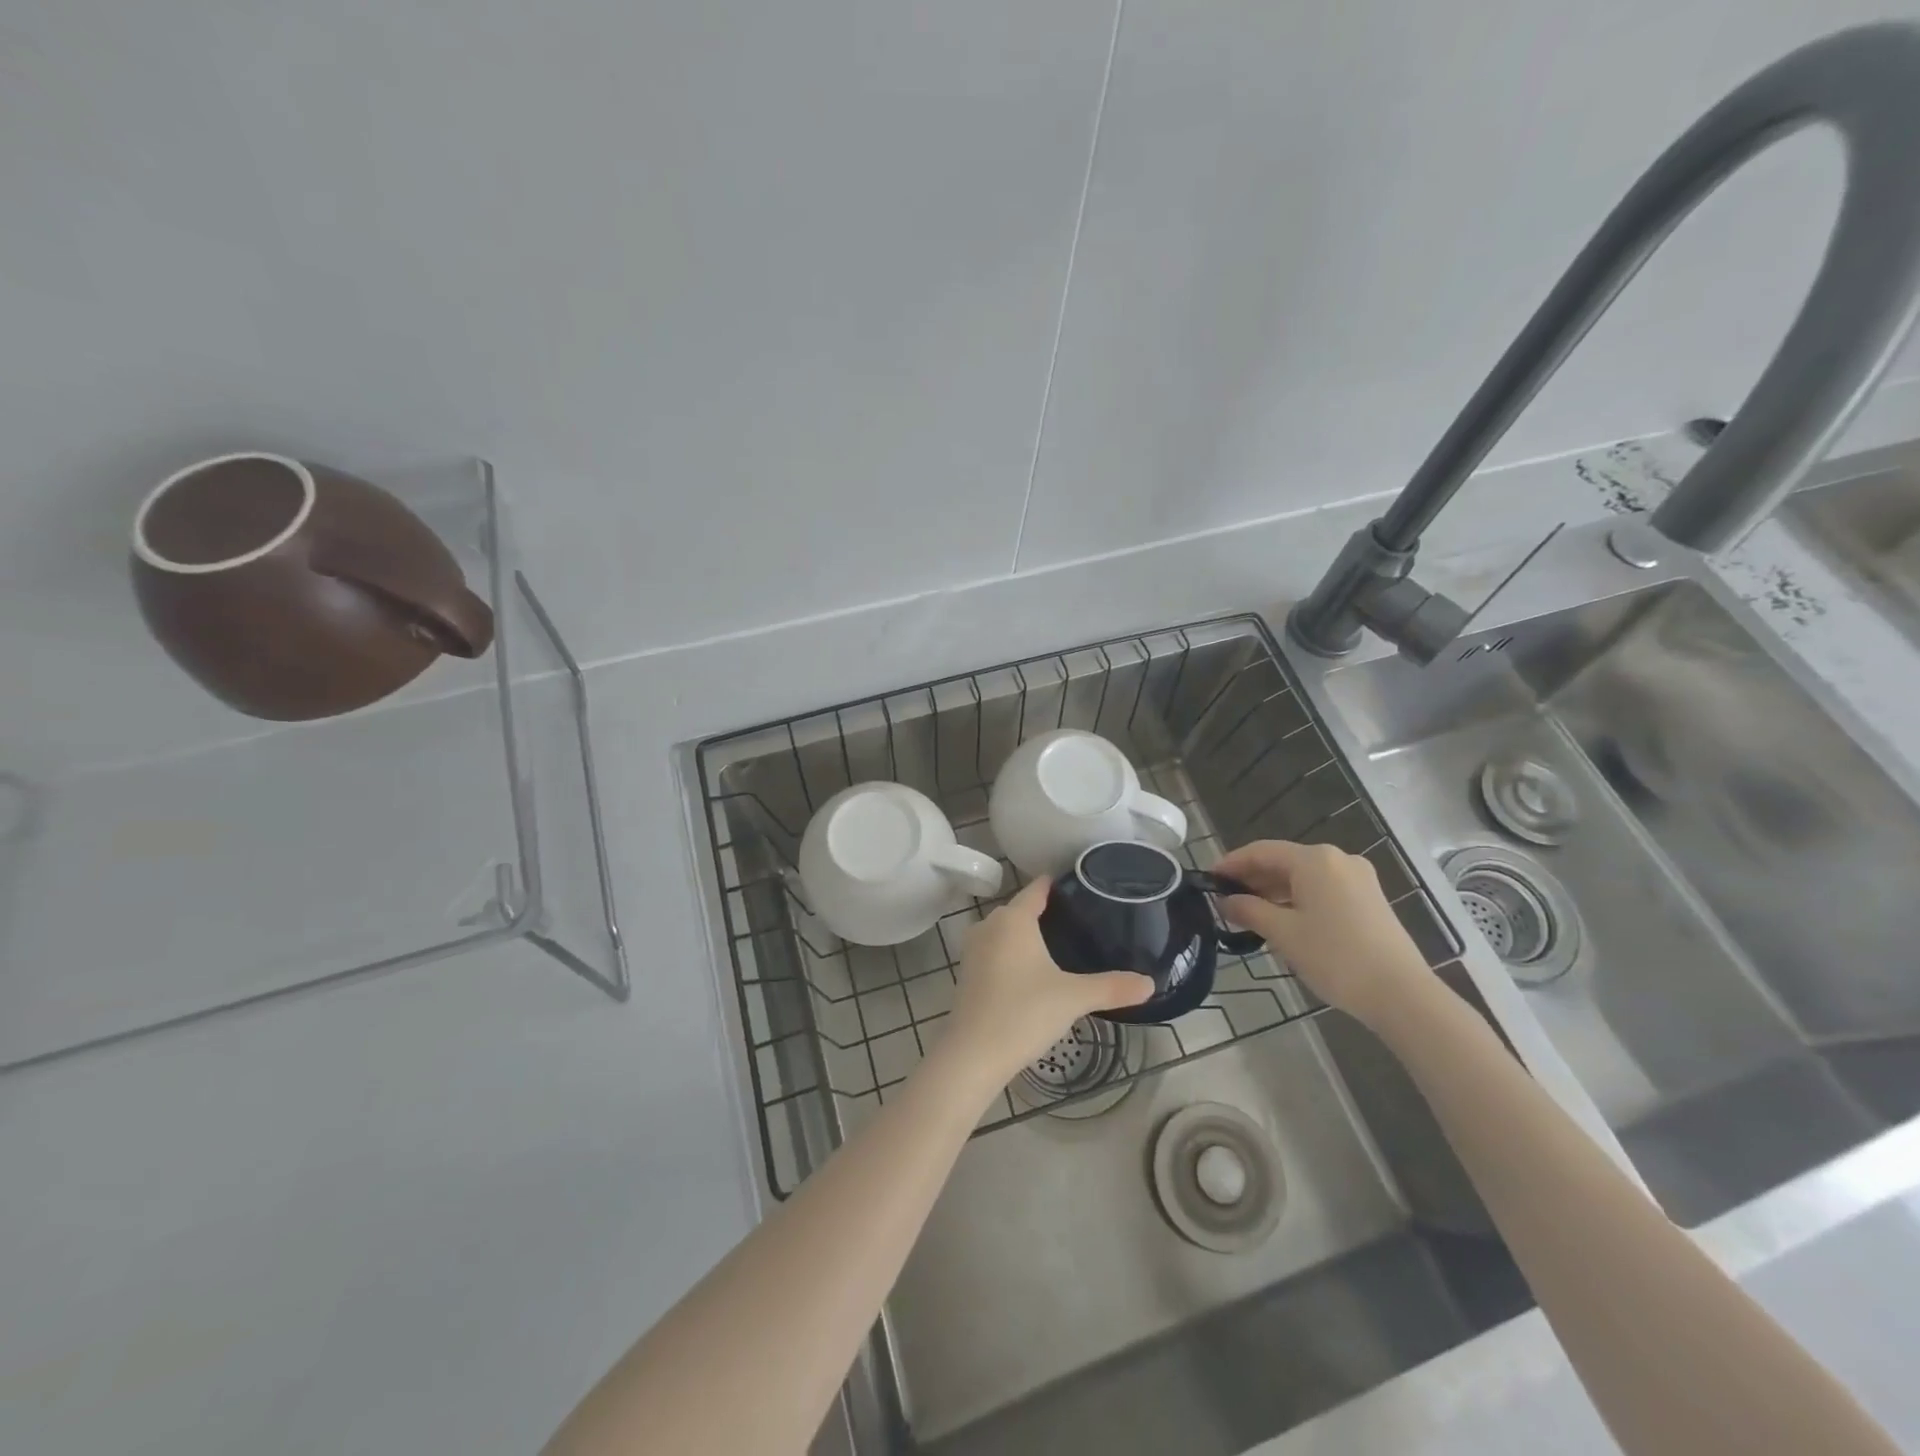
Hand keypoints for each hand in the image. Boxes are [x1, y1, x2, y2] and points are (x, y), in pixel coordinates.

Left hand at [941, 877, 1153, 1087]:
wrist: (973, 1054)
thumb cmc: (1024, 1013)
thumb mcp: (1073, 998)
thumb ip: (1112, 987)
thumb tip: (1150, 983)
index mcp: (1013, 919)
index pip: (1036, 889)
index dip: (1056, 884)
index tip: (1080, 884)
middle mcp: (989, 925)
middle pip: (1020, 909)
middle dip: (1045, 911)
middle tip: (1079, 919)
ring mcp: (974, 949)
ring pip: (1005, 931)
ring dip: (1027, 934)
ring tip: (1059, 944)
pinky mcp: (967, 973)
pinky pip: (995, 950)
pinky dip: (1013, 953)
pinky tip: (1032, 971)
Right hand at [1214, 840, 1431, 1029]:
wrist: (1401, 994)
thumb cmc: (1335, 956)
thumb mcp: (1283, 933)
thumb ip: (1249, 910)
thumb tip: (1225, 901)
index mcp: (1315, 859)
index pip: (1261, 851)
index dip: (1232, 863)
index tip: (1208, 879)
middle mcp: (1337, 859)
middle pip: (1284, 861)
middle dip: (1252, 878)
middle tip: (1225, 898)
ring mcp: (1358, 879)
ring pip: (1304, 876)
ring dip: (1274, 890)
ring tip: (1249, 912)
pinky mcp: (1369, 899)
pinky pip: (1322, 888)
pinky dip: (1297, 898)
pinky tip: (1283, 919)